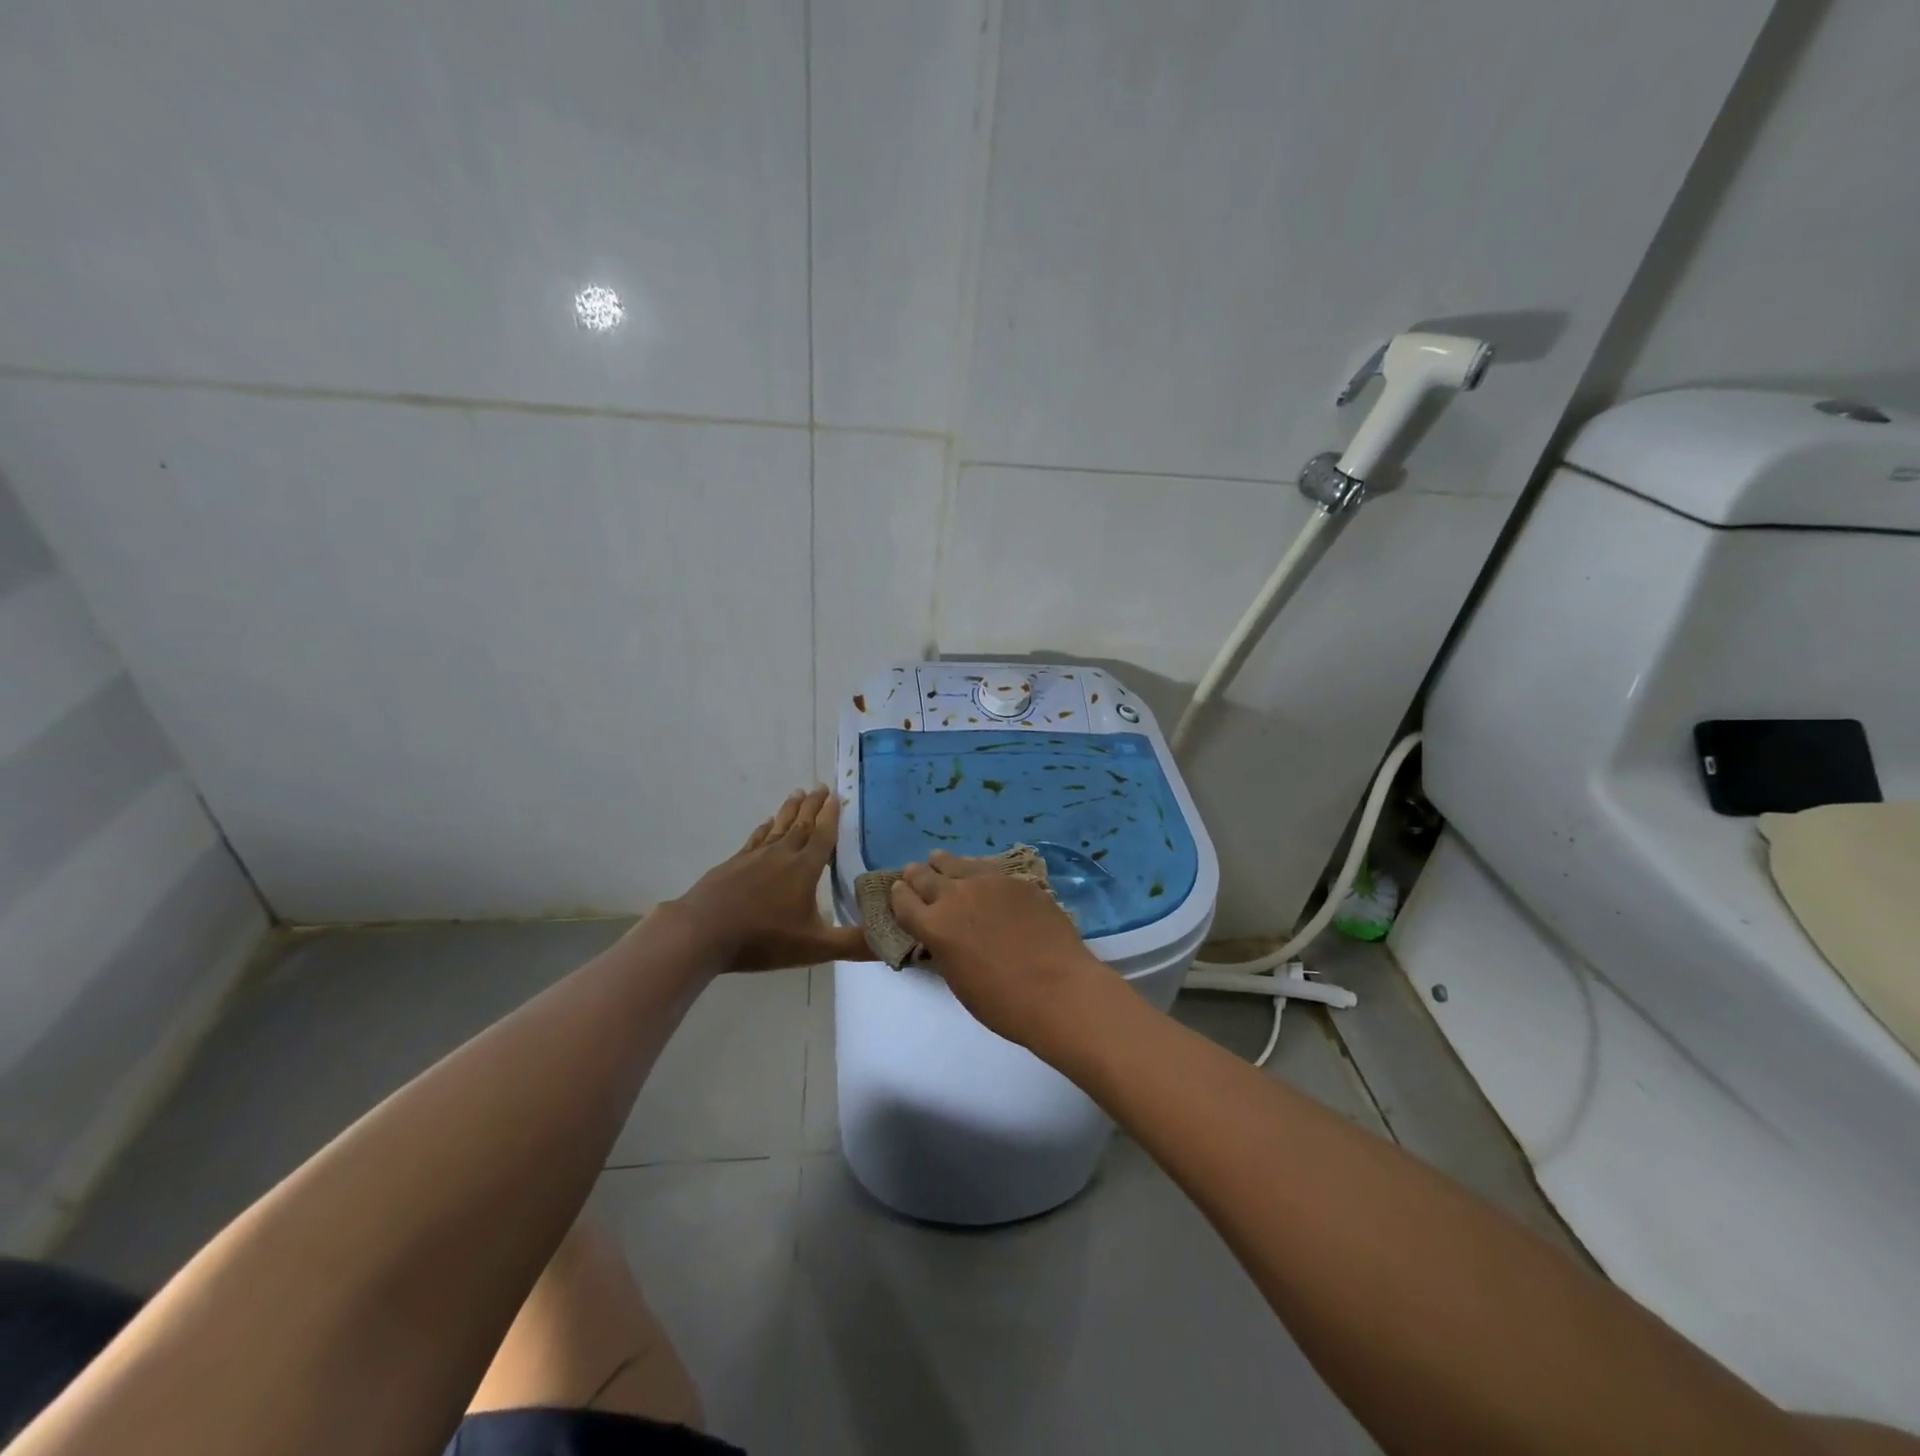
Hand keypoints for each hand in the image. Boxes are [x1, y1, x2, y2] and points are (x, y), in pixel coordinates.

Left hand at [671, 786, 872, 971]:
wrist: (702, 932)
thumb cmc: (763, 938)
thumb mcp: (815, 947)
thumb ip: (853, 944)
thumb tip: (894, 941)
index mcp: (804, 869)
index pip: (823, 835)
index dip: (831, 815)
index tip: (838, 795)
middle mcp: (781, 855)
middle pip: (801, 824)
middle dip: (813, 806)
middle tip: (821, 786)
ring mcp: (754, 857)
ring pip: (778, 827)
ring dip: (790, 810)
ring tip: (797, 793)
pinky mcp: (733, 864)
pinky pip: (755, 838)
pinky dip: (765, 828)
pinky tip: (766, 824)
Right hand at [888, 850, 1107, 1046]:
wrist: (1058, 990)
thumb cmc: (1004, 1003)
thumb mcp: (958, 980)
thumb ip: (945, 950)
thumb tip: (944, 937)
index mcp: (934, 927)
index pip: (903, 901)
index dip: (898, 896)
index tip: (899, 892)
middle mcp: (955, 896)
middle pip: (925, 876)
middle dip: (916, 875)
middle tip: (915, 874)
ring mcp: (988, 883)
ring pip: (956, 863)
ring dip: (944, 864)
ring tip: (941, 862)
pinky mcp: (1016, 881)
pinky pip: (988, 869)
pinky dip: (977, 872)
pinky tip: (983, 878)